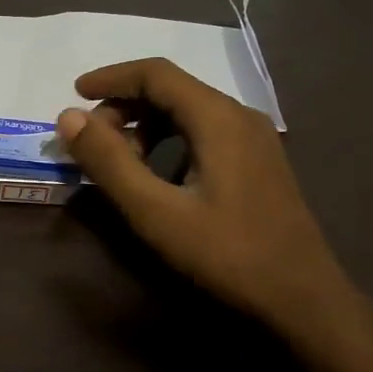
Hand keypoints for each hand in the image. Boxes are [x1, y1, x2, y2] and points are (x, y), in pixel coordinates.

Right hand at [55, 59, 355, 332]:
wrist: (303, 298)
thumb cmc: (227, 254)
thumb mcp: (156, 212)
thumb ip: (110, 163)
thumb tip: (69, 118)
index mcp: (218, 118)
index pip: (155, 73)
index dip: (110, 78)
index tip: (74, 93)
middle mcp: (239, 115)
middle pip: (172, 89)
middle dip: (125, 106)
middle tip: (92, 142)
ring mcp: (255, 138)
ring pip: (188, 111)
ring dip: (146, 125)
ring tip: (121, 162)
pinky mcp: (258, 161)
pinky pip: (204, 132)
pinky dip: (170, 140)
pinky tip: (159, 176)